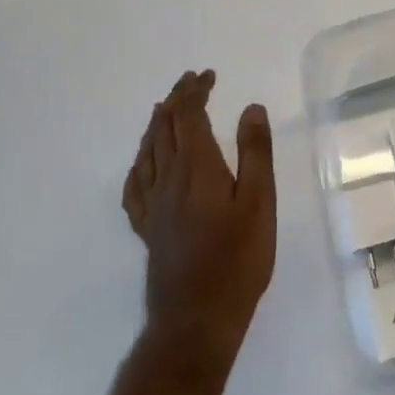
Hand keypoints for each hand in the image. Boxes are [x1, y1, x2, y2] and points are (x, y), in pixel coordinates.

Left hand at [122, 71, 275, 362]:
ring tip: (166, 111)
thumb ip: (255, 152)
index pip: (188, 115)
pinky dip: (140, 162)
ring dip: (156, 125)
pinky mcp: (147, 228)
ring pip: (146, 152)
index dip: (195, 91)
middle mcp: (167, 178)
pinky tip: (144, 165)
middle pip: (163, 128)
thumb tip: (250, 108)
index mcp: (196, 167)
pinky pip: (134, 184)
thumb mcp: (259, 202)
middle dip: (176, 100)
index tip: (208, 76)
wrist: (197, 318)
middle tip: (192, 83)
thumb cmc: (237, 258)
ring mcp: (152, 205)